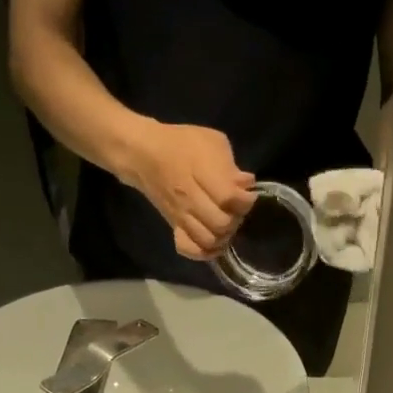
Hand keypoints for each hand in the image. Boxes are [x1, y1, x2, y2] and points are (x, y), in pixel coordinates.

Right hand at [126, 122, 256, 259]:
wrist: (144, 154)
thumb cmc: (182, 143)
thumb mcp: (212, 141)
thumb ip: (231, 164)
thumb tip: (246, 183)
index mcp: (201, 173)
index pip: (229, 198)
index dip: (245, 200)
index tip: (247, 194)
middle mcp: (190, 199)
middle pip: (221, 224)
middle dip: (236, 219)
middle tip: (235, 210)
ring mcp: (181, 216)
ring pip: (208, 240)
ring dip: (223, 236)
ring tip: (226, 225)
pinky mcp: (174, 227)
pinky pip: (189, 249)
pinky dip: (203, 251)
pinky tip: (212, 243)